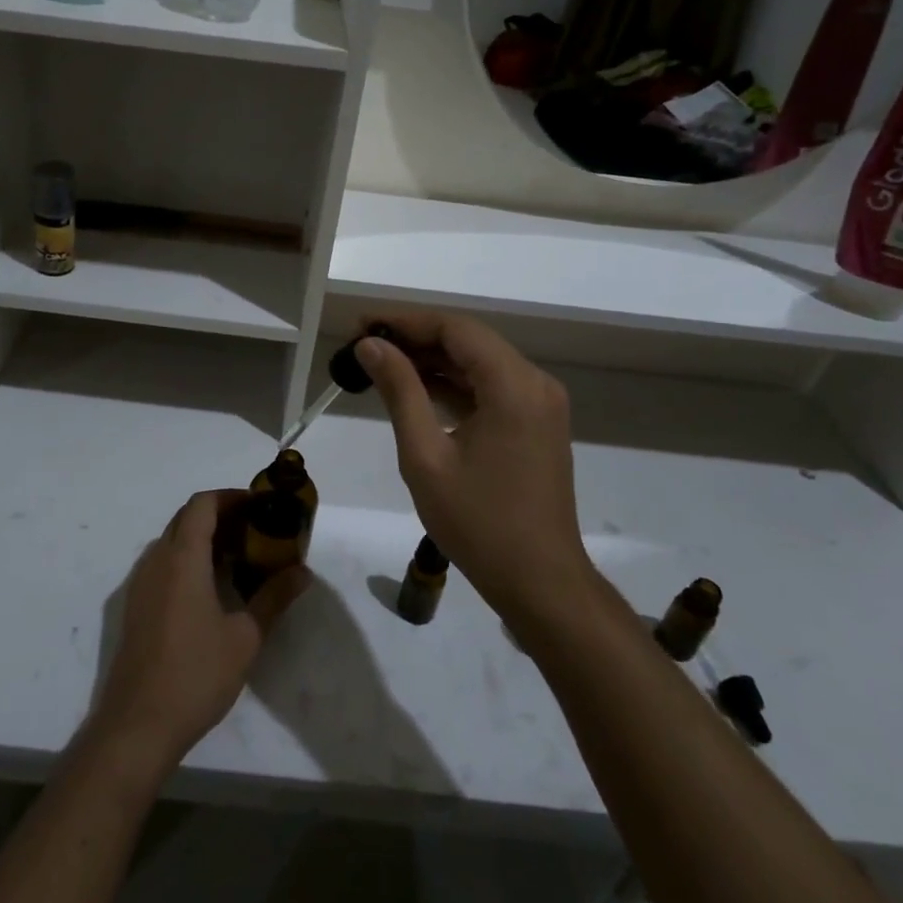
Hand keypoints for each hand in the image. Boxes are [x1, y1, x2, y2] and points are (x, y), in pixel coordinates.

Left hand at [87, 490, 309, 774]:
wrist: (137, 726)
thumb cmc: (196, 674)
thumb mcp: (245, 637)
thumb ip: (274, 597)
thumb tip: (303, 572)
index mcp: (182, 557)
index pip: (203, 504)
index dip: (231, 497)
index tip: (260, 507)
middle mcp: (156, 559)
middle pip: (186, 518)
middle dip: (221, 516)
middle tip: (256, 532)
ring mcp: (140, 583)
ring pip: (172, 541)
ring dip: (203, 538)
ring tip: (238, 559)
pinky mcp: (134, 605)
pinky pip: (162, 564)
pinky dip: (187, 560)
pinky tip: (210, 589)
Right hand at [356, 312, 593, 626]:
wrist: (539, 581)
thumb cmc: (478, 521)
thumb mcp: (425, 455)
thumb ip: (399, 391)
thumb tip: (370, 345)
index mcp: (514, 385)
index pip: (455, 328)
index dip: (406, 321)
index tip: (362, 325)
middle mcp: (535, 382)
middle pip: (469, 340)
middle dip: (416, 337)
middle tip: (366, 344)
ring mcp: (540, 403)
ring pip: (480, 361)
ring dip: (434, 359)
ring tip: (382, 364)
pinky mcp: (537, 422)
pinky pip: (492, 386)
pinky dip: (455, 383)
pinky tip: (417, 389)